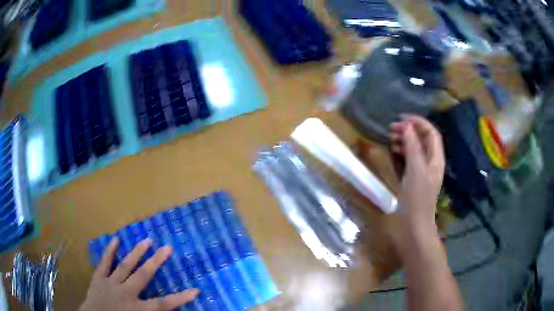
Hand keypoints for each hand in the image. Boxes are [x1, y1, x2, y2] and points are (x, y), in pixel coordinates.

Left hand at [79, 238, 198, 310]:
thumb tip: (166, 310)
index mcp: (137, 309)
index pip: (163, 304)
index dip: (180, 298)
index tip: (195, 290)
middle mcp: (126, 293)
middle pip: (143, 276)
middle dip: (156, 262)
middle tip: (167, 248)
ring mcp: (111, 284)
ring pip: (125, 266)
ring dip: (136, 253)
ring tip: (146, 240)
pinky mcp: (99, 279)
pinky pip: (104, 263)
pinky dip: (109, 251)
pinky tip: (115, 240)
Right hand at [390, 116, 444, 226]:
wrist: (414, 225)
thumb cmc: (417, 198)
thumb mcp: (415, 170)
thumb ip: (412, 147)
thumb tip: (407, 126)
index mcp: (436, 159)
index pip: (431, 133)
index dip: (419, 122)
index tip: (403, 119)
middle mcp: (430, 162)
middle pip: (422, 140)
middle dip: (409, 131)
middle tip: (392, 128)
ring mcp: (421, 171)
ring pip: (414, 149)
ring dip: (404, 141)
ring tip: (390, 139)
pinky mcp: (413, 178)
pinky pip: (408, 160)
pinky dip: (401, 153)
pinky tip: (392, 152)